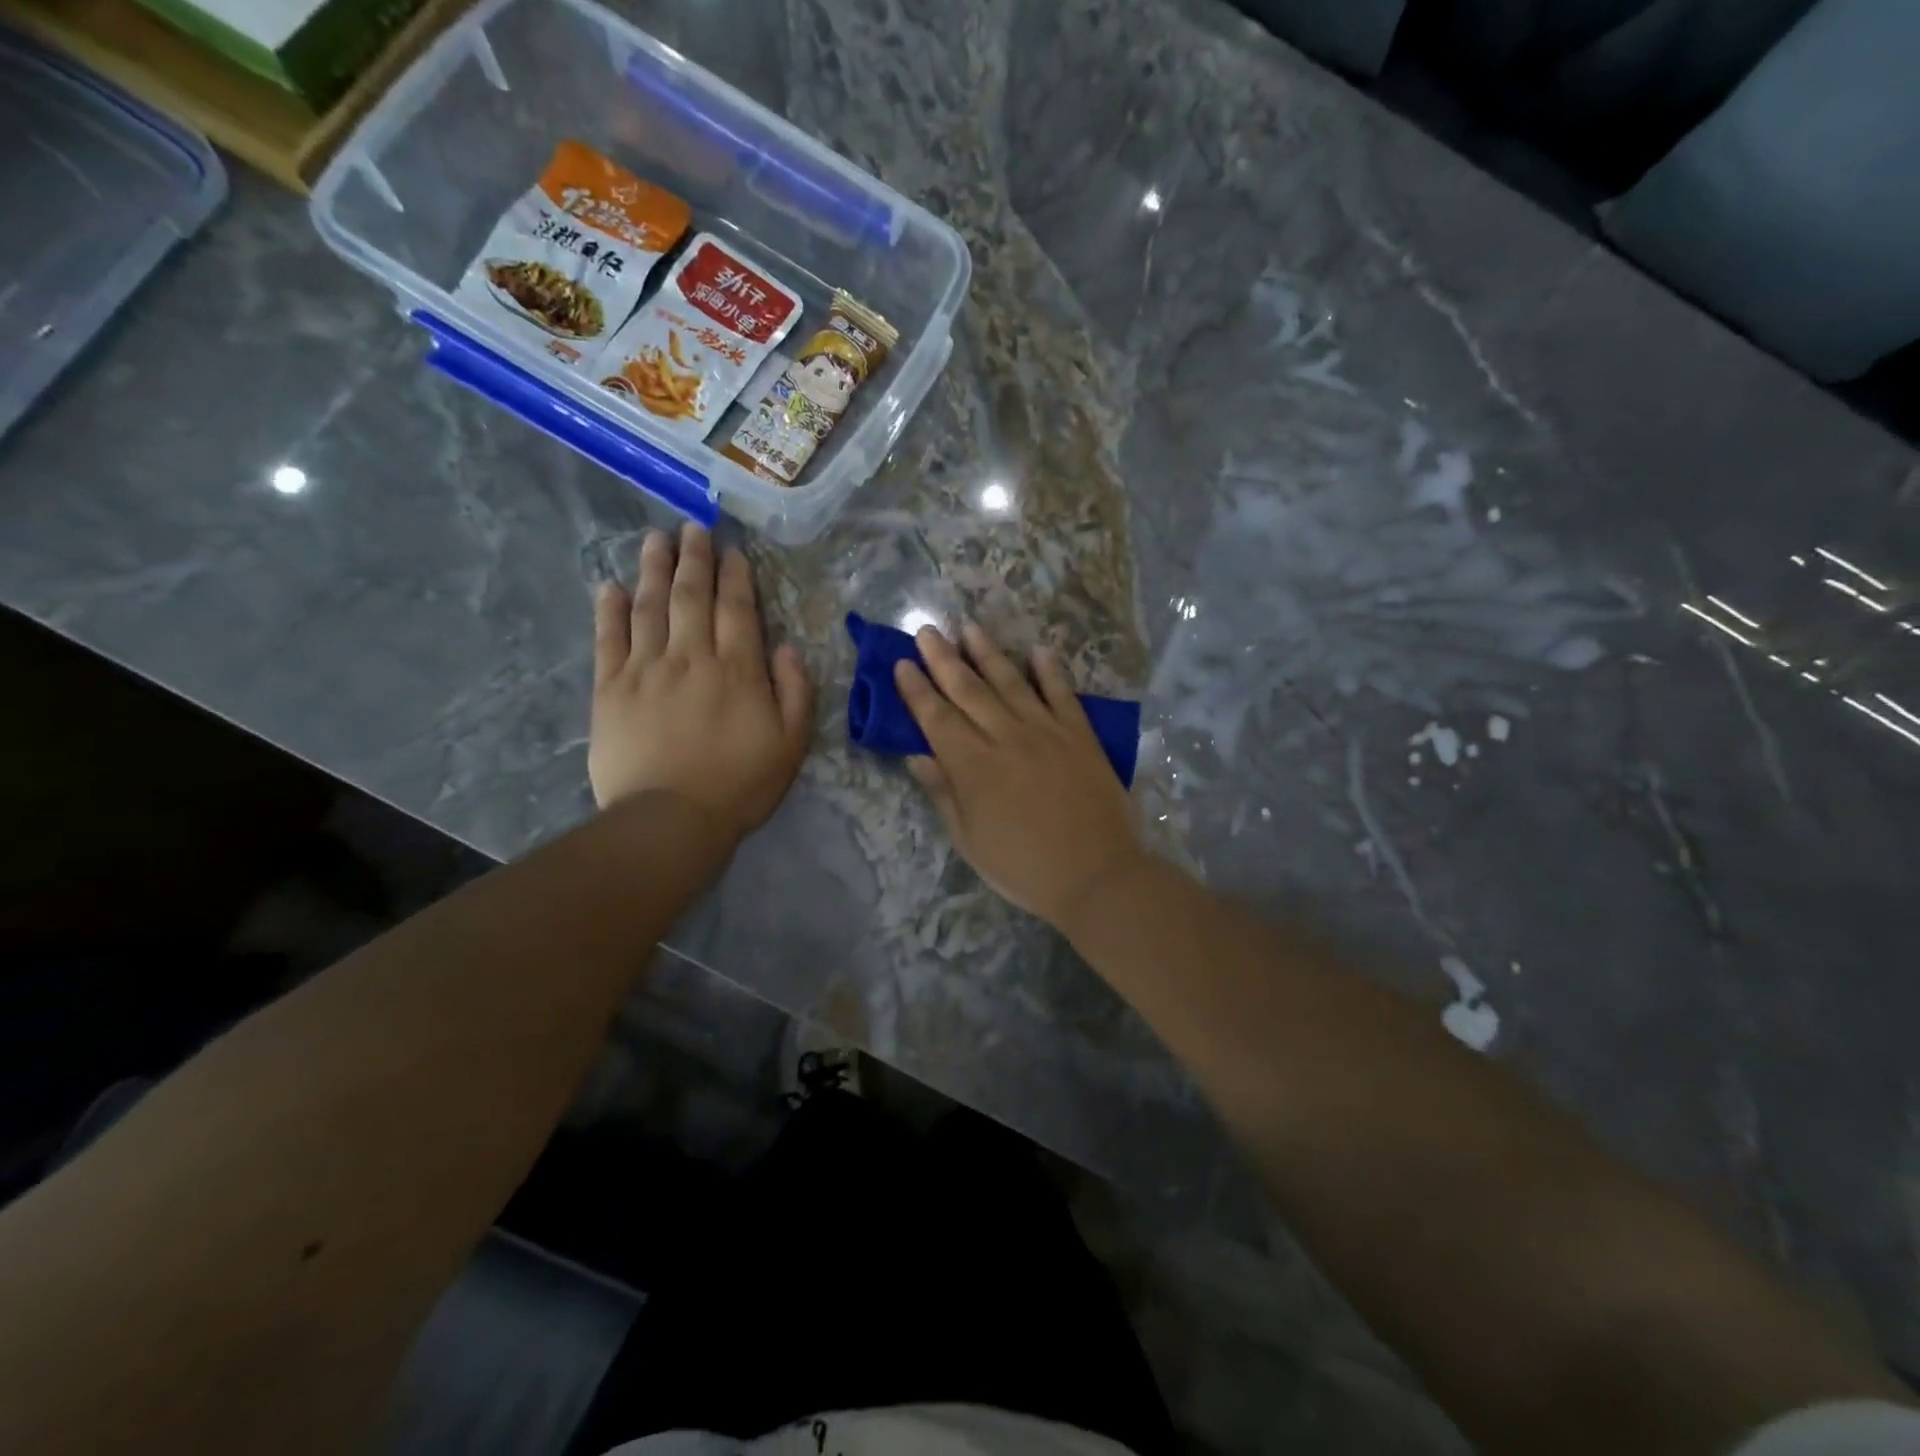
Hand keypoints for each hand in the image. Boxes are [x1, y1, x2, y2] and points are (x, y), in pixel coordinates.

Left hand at [591, 525, 813, 837]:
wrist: (671, 820)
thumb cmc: (740, 785)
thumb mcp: (791, 744)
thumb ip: (796, 692)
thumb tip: (787, 649)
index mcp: (737, 669)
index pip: (737, 609)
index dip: (735, 576)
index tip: (732, 551)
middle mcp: (691, 657)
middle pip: (691, 596)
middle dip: (694, 558)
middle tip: (692, 527)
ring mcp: (646, 669)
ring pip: (650, 607)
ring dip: (653, 569)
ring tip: (655, 539)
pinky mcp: (611, 689)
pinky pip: (608, 639)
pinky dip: (610, 610)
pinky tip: (611, 586)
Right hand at [894, 622, 1145, 930]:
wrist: (1096, 874)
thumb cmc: (1023, 867)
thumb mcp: (970, 840)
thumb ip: (944, 793)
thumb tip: (917, 755)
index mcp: (972, 766)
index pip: (936, 718)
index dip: (916, 690)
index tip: (901, 663)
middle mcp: (1005, 737)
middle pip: (968, 690)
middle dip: (943, 659)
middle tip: (927, 631)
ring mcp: (1046, 731)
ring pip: (1011, 682)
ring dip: (988, 653)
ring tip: (970, 627)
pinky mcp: (1080, 734)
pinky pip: (1062, 694)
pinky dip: (1050, 670)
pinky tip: (1038, 650)